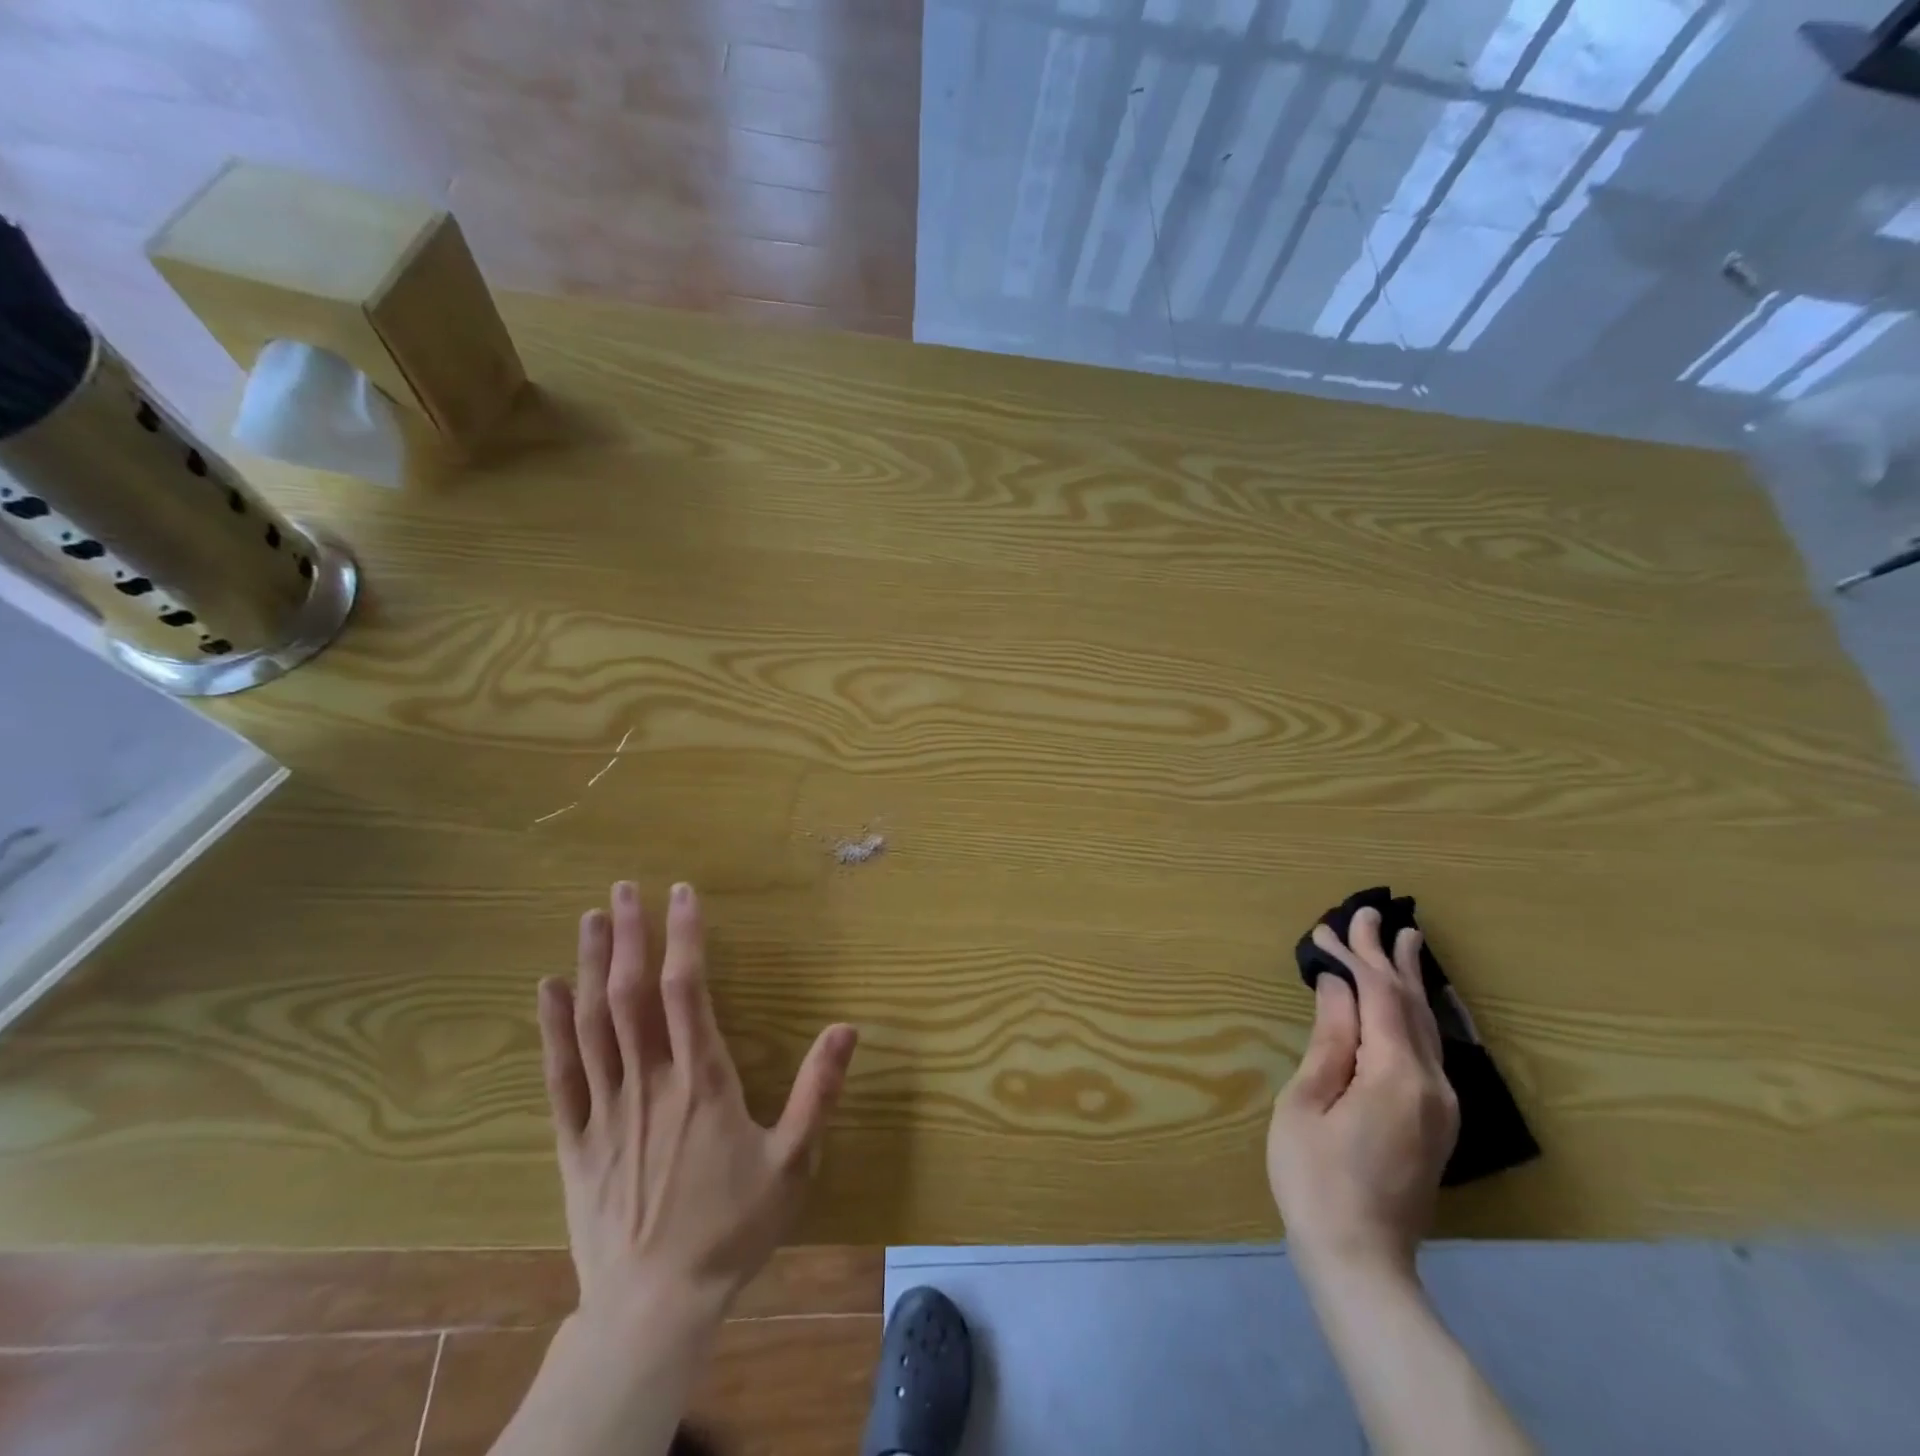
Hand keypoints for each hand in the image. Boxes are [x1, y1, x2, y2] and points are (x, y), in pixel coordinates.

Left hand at [538, 881, 858, 1329]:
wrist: (654, 1307)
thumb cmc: (731, 1228)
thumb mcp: (793, 1162)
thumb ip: (818, 1091)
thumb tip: (846, 1027)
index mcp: (702, 1081)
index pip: (688, 990)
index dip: (683, 936)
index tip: (680, 894)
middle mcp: (650, 1081)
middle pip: (632, 994)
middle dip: (629, 936)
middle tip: (623, 889)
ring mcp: (606, 1109)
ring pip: (593, 1023)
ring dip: (591, 966)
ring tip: (590, 919)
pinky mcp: (575, 1139)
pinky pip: (561, 1074)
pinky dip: (553, 1027)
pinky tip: (548, 989)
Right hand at [1267, 906, 1458, 1285]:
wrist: (1361, 1260)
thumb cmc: (1316, 1178)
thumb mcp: (1307, 1102)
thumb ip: (1330, 1039)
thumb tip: (1336, 986)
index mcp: (1397, 1075)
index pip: (1381, 996)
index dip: (1356, 956)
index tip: (1329, 926)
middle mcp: (1432, 1084)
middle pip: (1412, 1004)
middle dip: (1388, 957)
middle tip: (1372, 913)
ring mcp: (1441, 1105)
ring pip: (1428, 1026)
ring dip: (1410, 980)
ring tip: (1406, 941)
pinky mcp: (1436, 1120)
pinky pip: (1429, 1048)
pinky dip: (1414, 1012)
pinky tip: (1412, 1001)